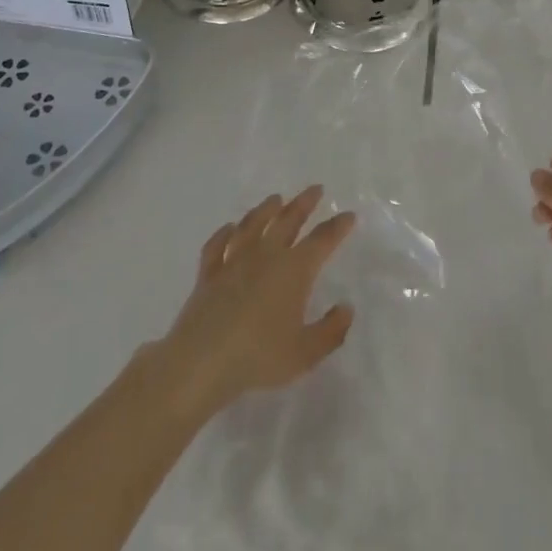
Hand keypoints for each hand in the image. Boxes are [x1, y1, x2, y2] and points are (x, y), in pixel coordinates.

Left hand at [157, 186, 356, 417]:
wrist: (203, 361)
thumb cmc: (259, 357)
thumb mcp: (305, 353)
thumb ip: (330, 331)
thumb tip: (346, 308)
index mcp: (294, 270)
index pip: (321, 241)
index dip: (337, 227)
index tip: (348, 215)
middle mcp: (266, 255)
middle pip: (288, 221)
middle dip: (304, 203)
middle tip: (315, 189)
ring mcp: (234, 260)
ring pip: (253, 225)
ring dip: (266, 209)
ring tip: (275, 199)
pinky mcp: (209, 272)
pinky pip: (217, 245)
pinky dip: (224, 233)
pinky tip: (229, 228)